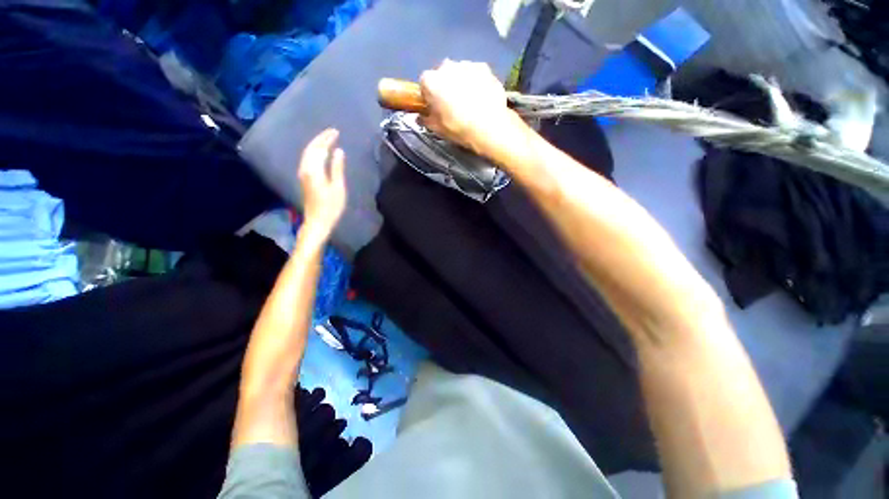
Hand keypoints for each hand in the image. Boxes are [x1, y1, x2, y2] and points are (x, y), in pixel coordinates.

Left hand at [298, 129, 346, 241]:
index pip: (319, 148)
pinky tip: (321, 153)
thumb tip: (338, 151)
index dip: (327, 139)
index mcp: (314, 169)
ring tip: (327, 139)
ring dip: (317, 144)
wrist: (318, 221)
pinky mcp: (304, 178)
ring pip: (308, 153)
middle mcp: (305, 168)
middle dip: (321, 139)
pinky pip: (308, 159)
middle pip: (311, 148)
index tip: (336, 132)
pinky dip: (314, 152)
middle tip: (332, 132)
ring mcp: (303, 173)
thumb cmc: (331, 206)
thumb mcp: (338, 187)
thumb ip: (337, 168)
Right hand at [420, 60, 519, 155]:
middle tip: (452, 105)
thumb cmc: (458, 128)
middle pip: (442, 75)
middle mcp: (447, 66)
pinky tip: (481, 98)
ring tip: (469, 102)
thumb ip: (426, 119)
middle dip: (445, 86)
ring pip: (459, 73)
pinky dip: (476, 82)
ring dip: (461, 83)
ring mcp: (467, 65)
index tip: (434, 107)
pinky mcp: (485, 67)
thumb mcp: (437, 129)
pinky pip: (476, 74)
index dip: (429, 96)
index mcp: (431, 81)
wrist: (489, 127)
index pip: (424, 84)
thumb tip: (421, 117)